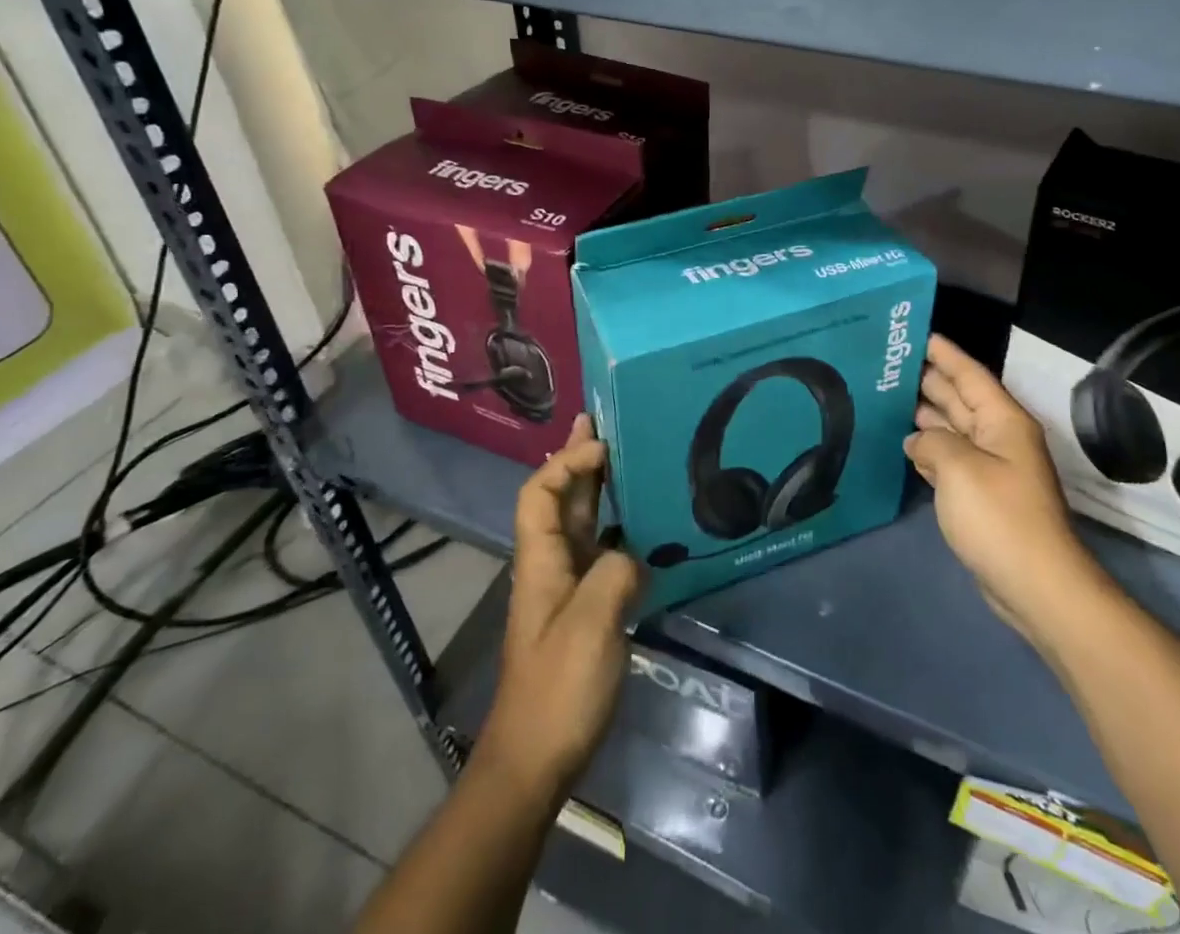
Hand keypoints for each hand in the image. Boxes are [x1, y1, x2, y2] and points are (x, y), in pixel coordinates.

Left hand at [479, 416, 641, 796]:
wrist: (536, 758)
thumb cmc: (558, 687)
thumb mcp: (592, 624)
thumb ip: (616, 574)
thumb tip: (634, 555)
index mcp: (540, 560)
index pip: (539, 492)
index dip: (565, 462)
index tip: (603, 445)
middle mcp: (550, 564)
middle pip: (558, 499)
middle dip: (577, 459)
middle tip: (601, 421)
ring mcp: (567, 588)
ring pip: (579, 523)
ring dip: (596, 487)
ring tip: (624, 457)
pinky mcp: (585, 610)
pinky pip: (600, 552)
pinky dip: (617, 526)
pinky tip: (643, 524)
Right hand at [906, 335, 1090, 638]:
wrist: (1036, 585)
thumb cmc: (999, 516)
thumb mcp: (958, 467)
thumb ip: (931, 441)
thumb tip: (918, 440)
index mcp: (1003, 421)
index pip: (970, 375)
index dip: (945, 354)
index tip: (919, 335)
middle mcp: (1000, 438)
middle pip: (961, 399)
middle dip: (931, 381)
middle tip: (893, 365)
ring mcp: (993, 469)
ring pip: (955, 429)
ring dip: (927, 415)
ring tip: (890, 399)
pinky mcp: (984, 497)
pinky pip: (952, 459)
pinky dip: (930, 449)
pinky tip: (907, 445)